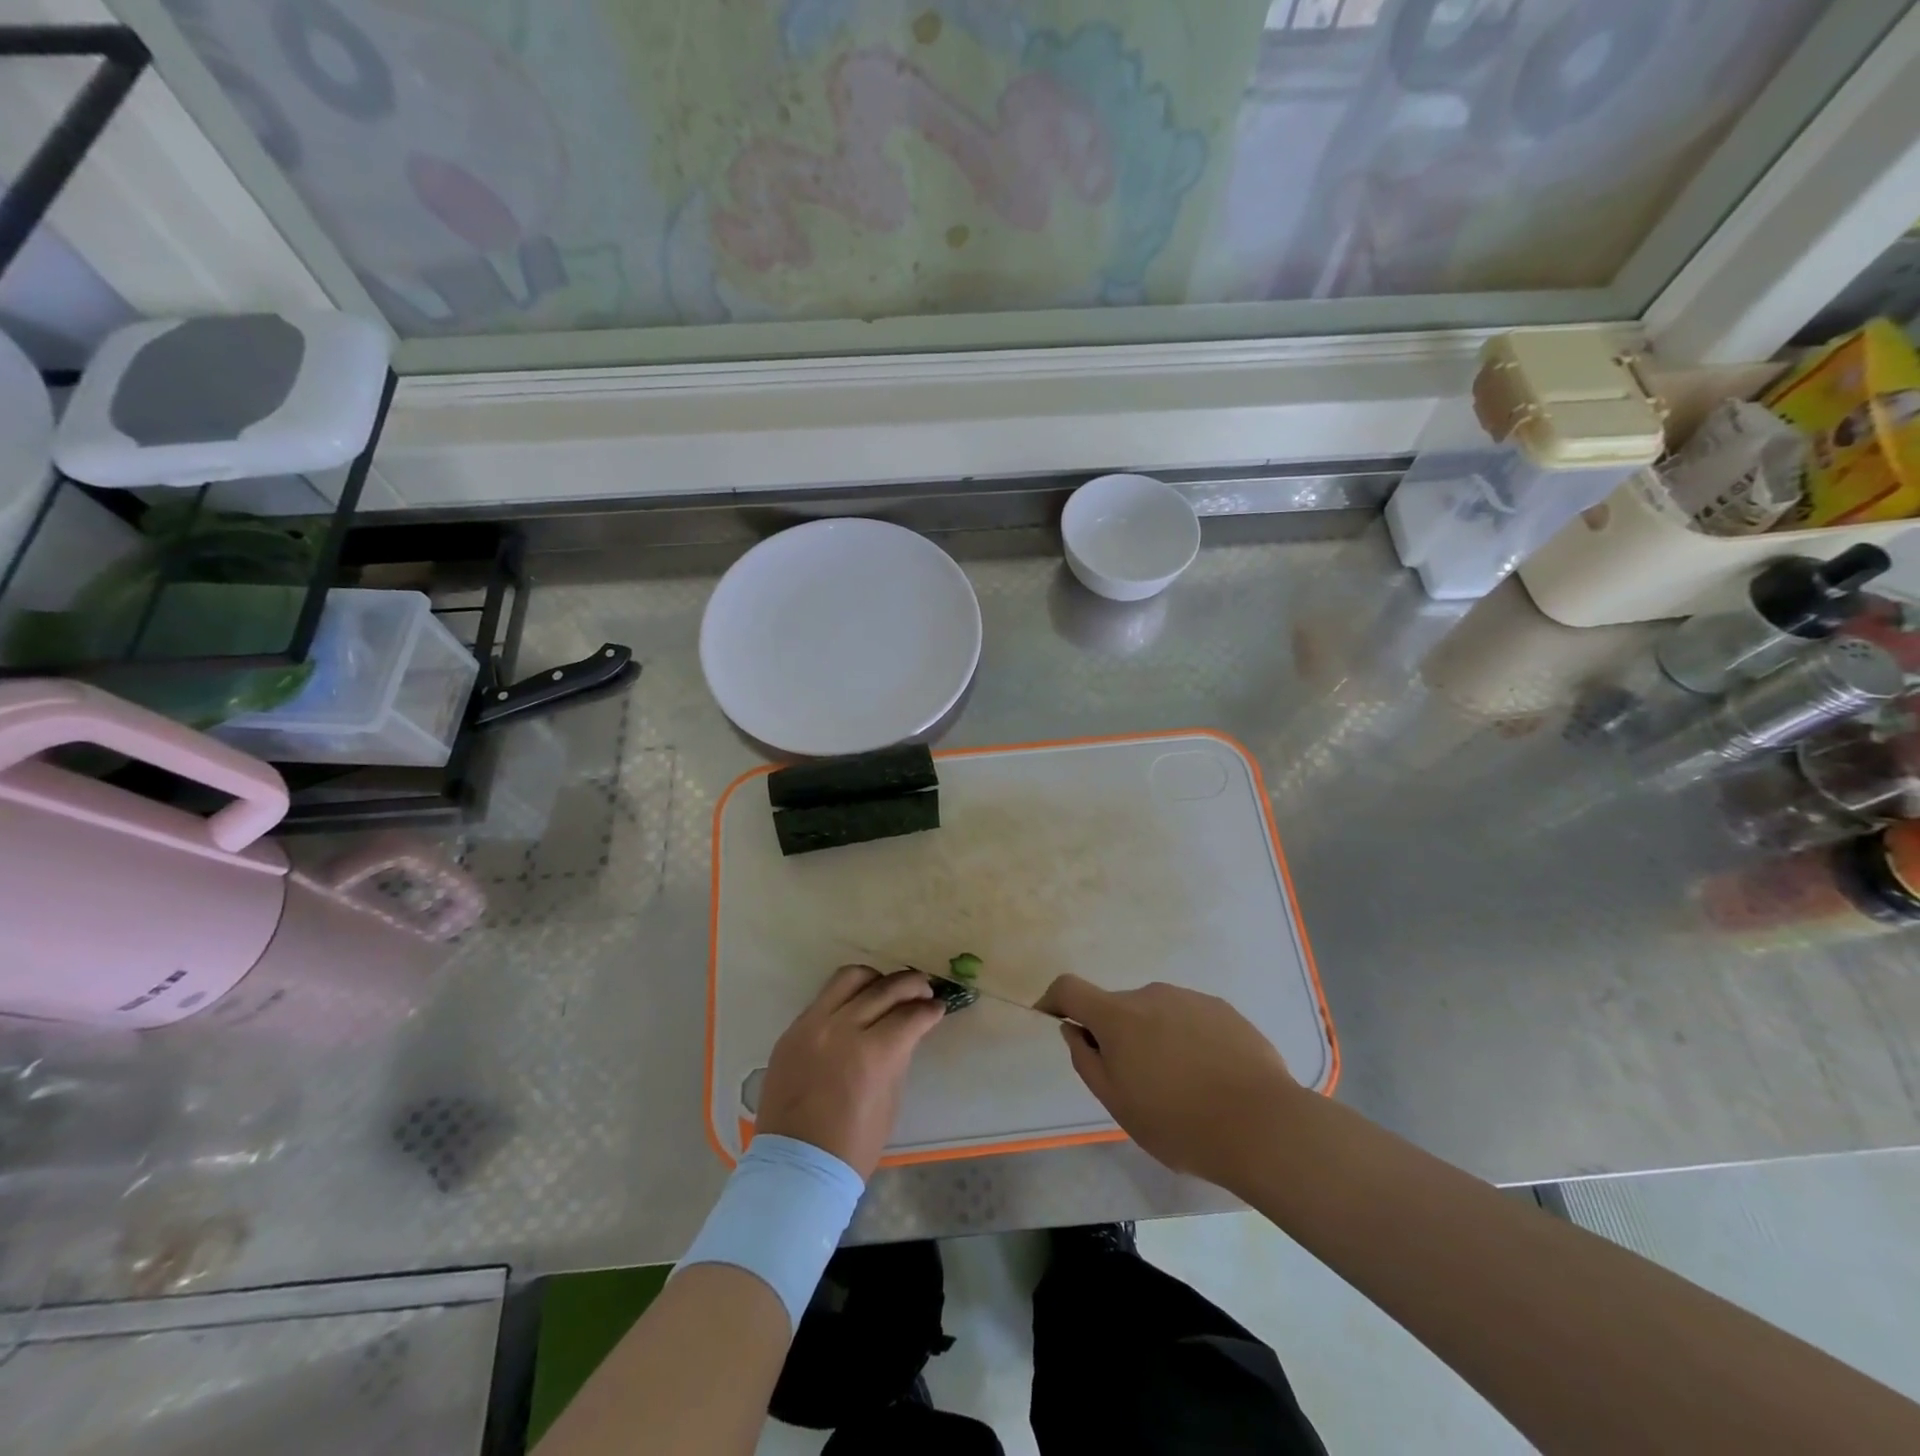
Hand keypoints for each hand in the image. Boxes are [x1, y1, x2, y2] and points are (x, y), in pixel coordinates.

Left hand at [756, 965, 947, 1178]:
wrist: (796, 1165)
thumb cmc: (853, 1143)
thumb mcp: (890, 1099)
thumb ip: (899, 1055)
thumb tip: (909, 1027)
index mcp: (872, 1054)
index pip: (910, 1015)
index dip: (930, 1009)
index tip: (938, 1008)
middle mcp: (841, 1029)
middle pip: (884, 988)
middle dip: (911, 985)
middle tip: (924, 989)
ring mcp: (812, 1025)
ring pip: (850, 978)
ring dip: (876, 979)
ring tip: (887, 989)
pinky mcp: (792, 1029)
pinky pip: (824, 997)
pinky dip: (847, 995)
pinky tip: (858, 1005)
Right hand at [1037, 975, 1303, 1190]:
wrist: (1263, 1126)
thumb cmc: (1179, 1122)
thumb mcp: (1119, 1104)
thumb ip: (1087, 1061)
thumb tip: (1074, 1029)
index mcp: (1118, 1016)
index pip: (1070, 988)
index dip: (1054, 999)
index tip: (1052, 1018)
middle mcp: (1150, 995)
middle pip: (1118, 1008)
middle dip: (1116, 1035)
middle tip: (1136, 1083)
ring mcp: (1190, 998)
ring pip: (1156, 1013)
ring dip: (1154, 1038)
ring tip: (1181, 1086)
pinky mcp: (1223, 1009)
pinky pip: (1189, 1019)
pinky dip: (1187, 1040)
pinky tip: (1210, 1077)